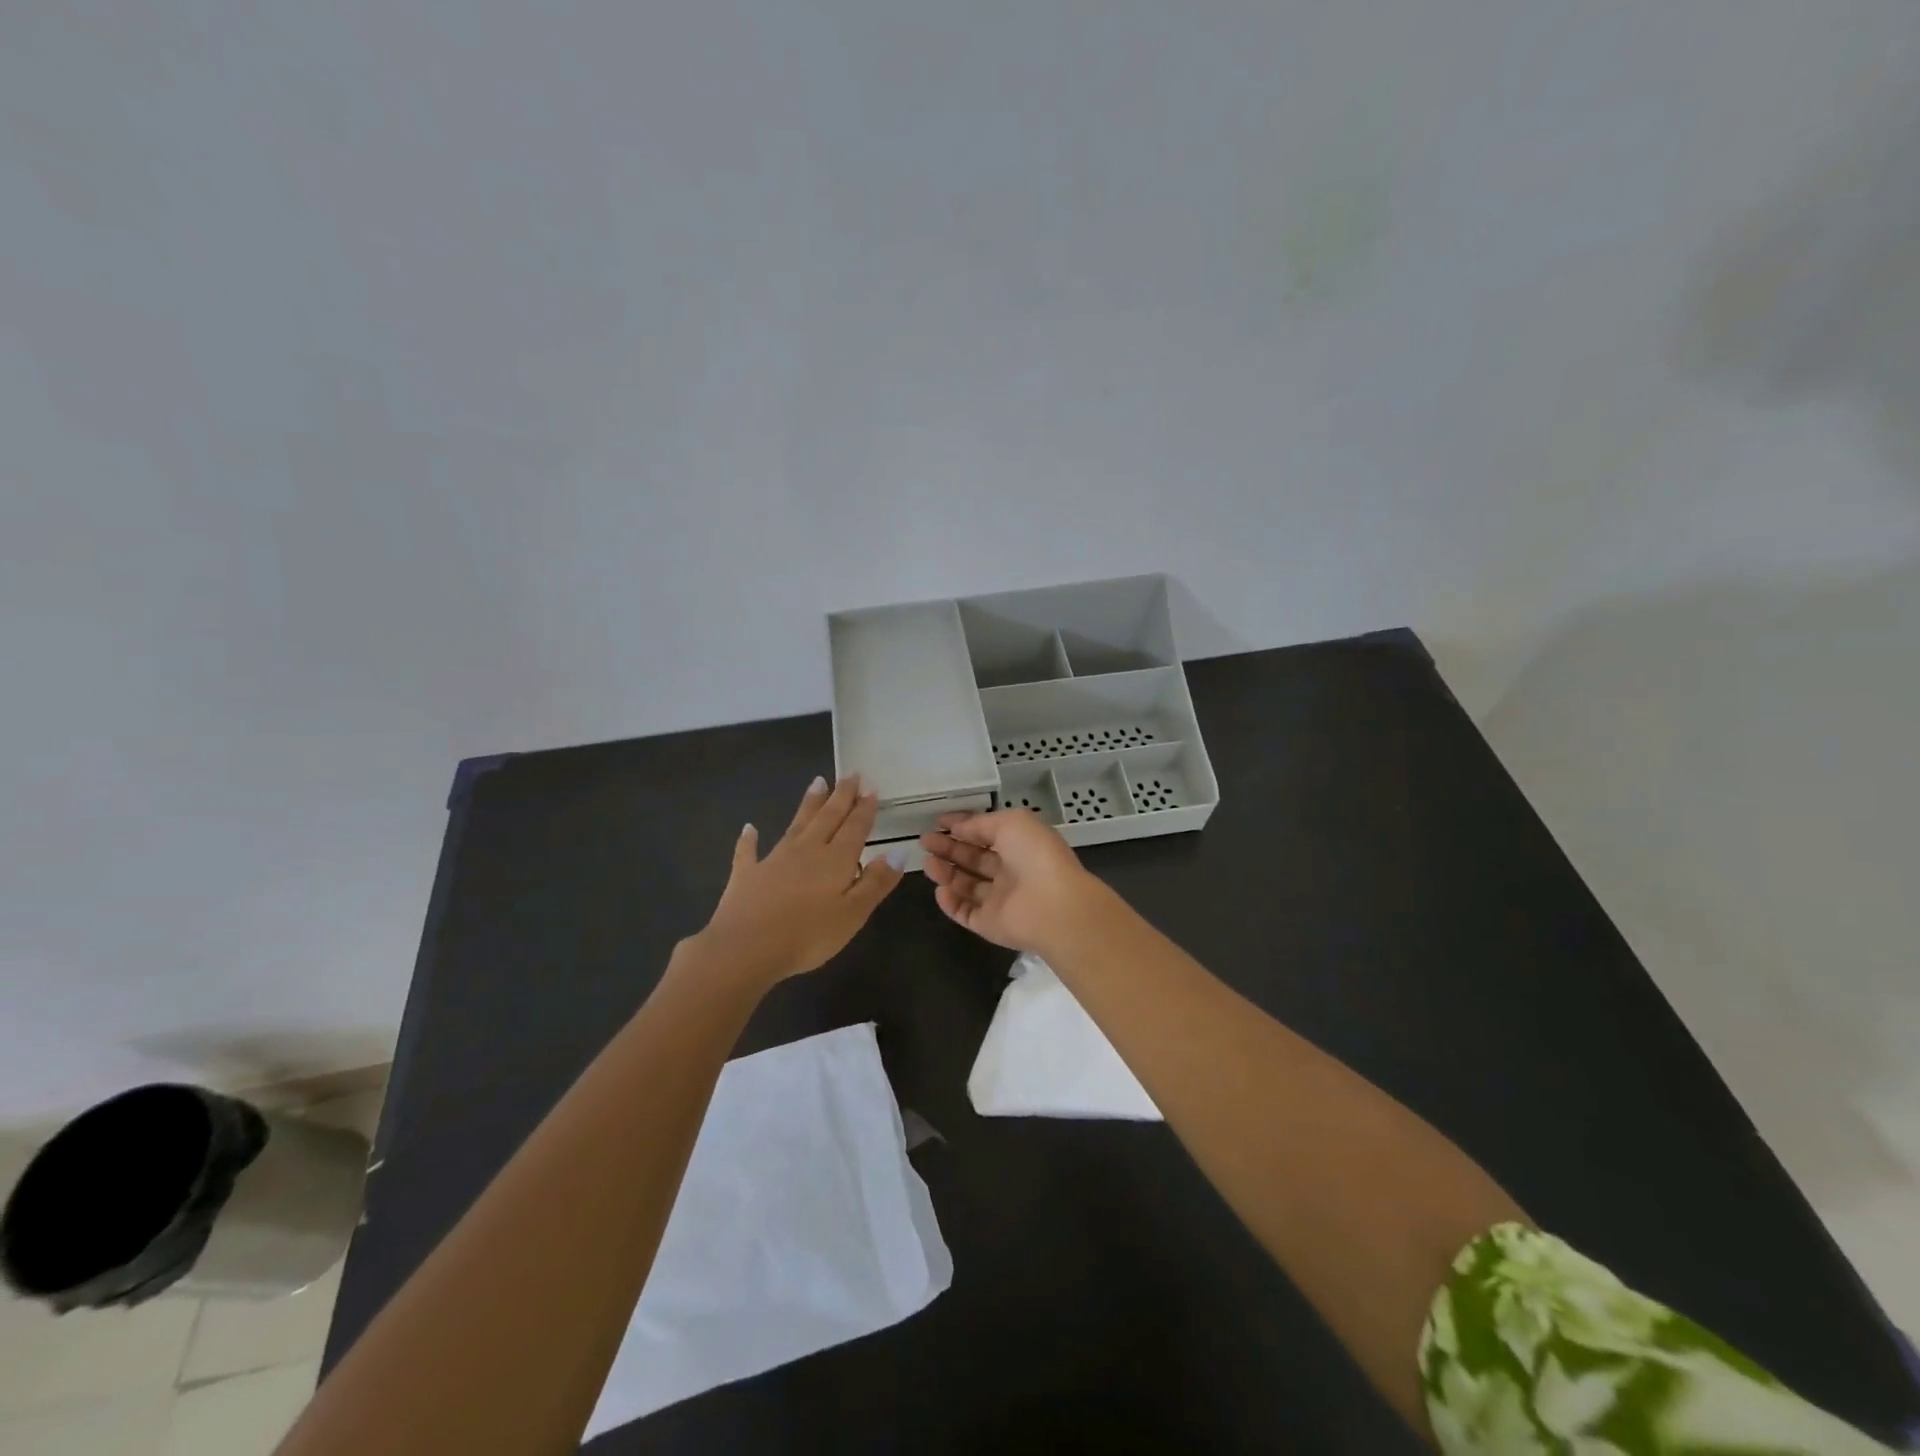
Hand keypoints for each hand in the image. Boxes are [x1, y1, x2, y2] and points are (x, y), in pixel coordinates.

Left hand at [694, 776, 905, 987]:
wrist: (745, 949)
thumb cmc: (808, 935)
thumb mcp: (853, 914)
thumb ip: (876, 882)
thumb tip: (899, 851)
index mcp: (835, 860)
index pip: (855, 827)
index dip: (864, 807)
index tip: (871, 786)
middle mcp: (807, 851)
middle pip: (828, 817)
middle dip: (841, 796)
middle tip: (850, 774)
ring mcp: (774, 860)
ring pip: (796, 825)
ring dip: (808, 804)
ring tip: (817, 782)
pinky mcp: (747, 875)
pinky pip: (749, 851)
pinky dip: (749, 839)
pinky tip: (749, 828)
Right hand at [919, 810, 1107, 954]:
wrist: (1053, 906)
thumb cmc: (1034, 855)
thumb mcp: (1010, 823)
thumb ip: (980, 823)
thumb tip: (957, 826)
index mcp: (1020, 845)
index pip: (986, 834)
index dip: (963, 827)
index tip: (939, 822)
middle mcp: (1010, 872)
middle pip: (974, 859)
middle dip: (949, 848)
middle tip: (925, 841)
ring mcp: (1000, 900)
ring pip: (966, 885)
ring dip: (946, 873)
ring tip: (928, 863)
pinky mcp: (989, 924)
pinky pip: (965, 913)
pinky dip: (950, 902)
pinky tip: (940, 889)